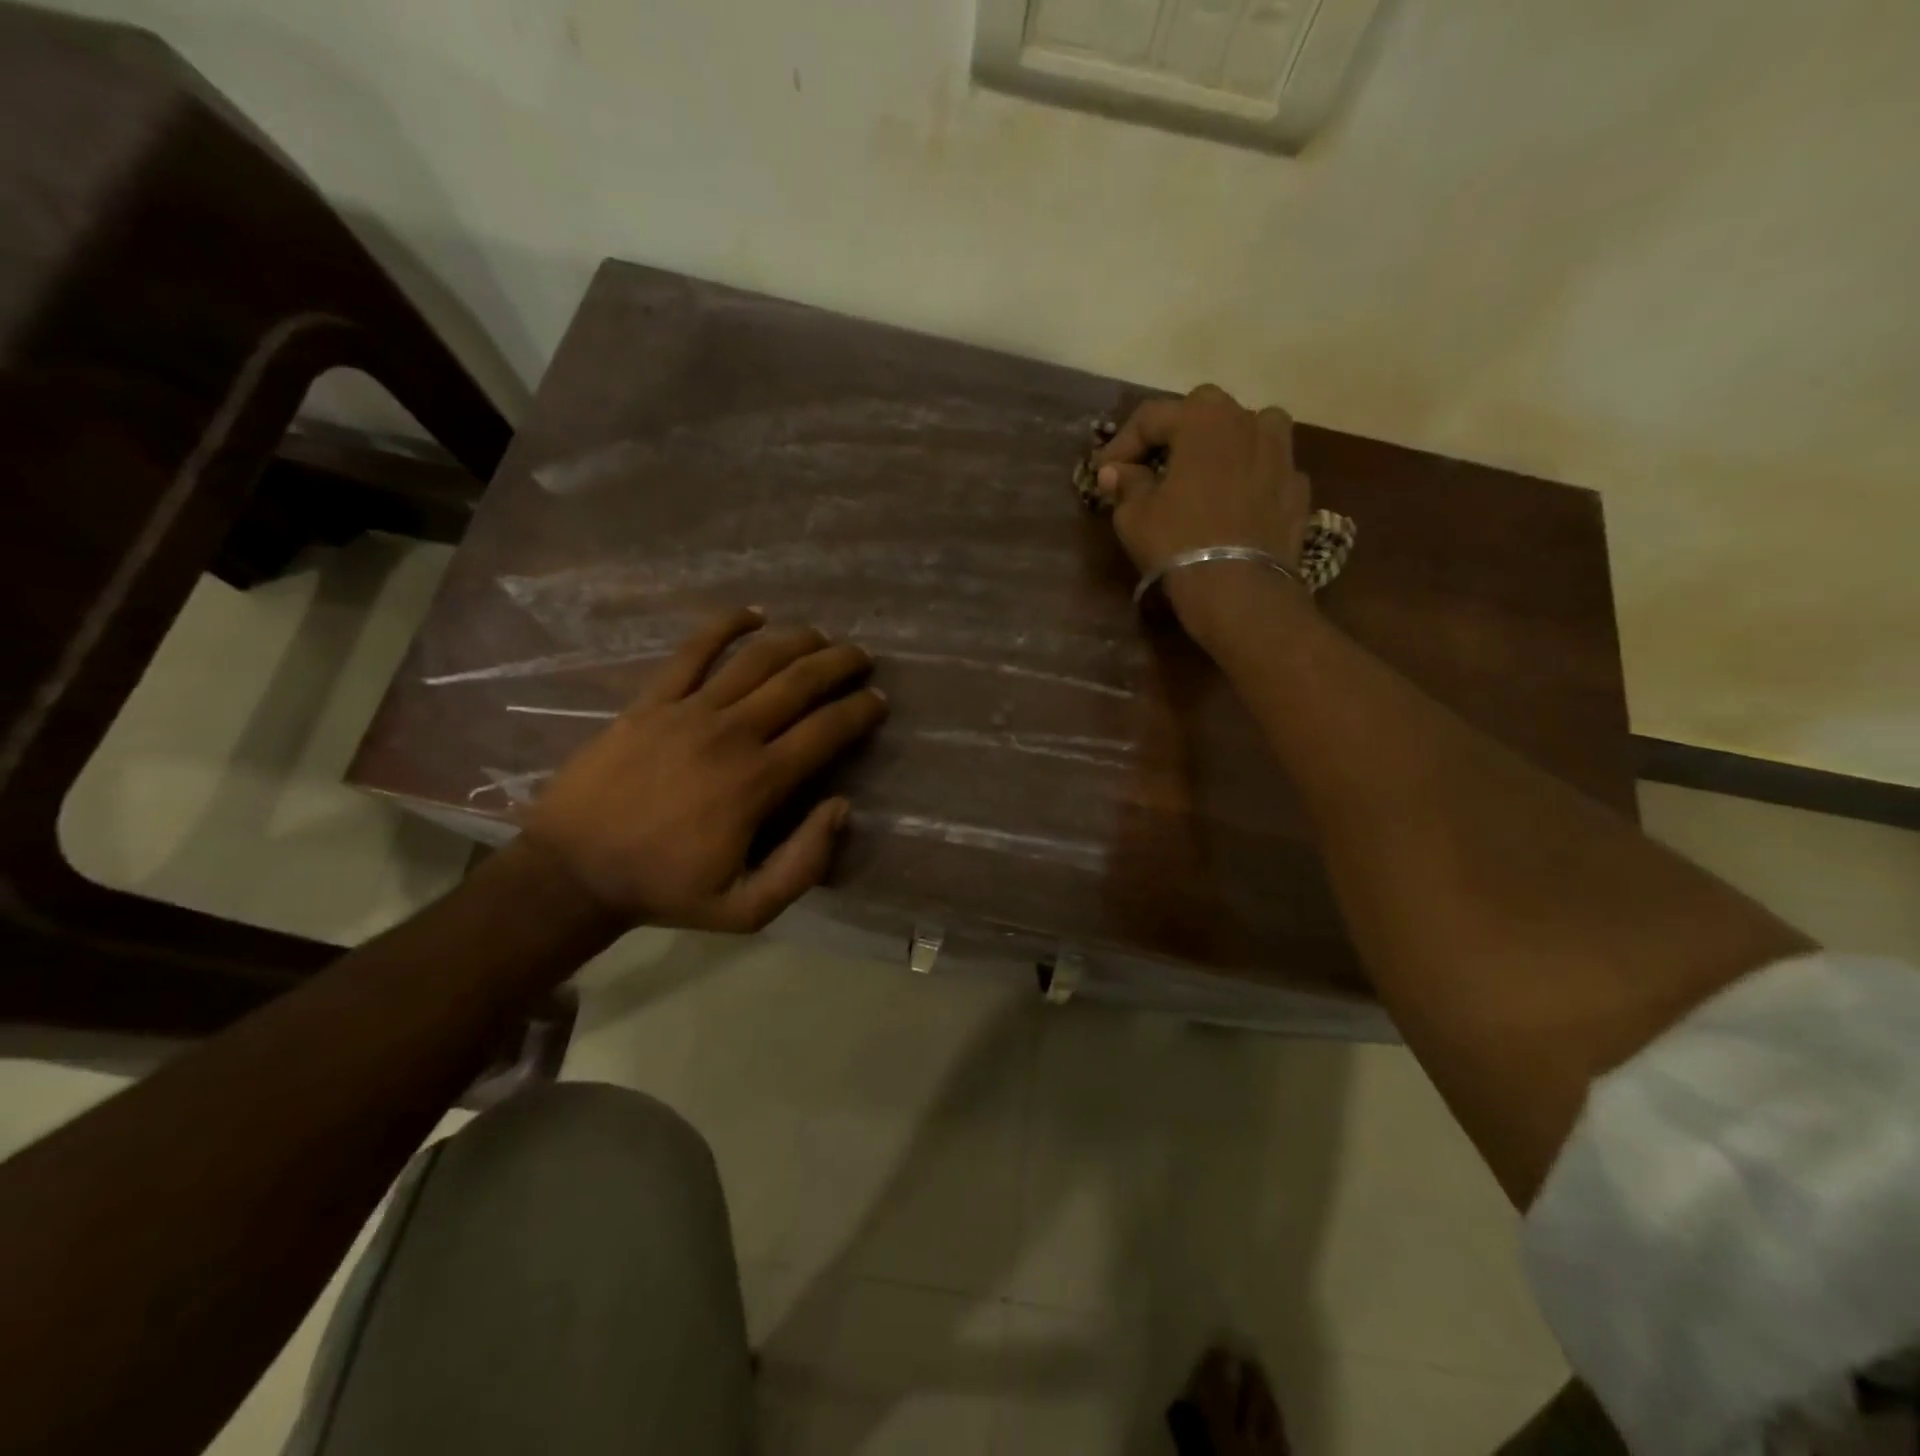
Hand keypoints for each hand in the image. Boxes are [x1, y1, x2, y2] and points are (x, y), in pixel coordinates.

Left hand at [520, 609, 887, 930]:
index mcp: (758, 781)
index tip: (879, 701)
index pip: (826, 731)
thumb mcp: (747, 908)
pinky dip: (725, 626)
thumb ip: (803, 863)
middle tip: (862, 657)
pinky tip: (752, 614)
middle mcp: (732, 733)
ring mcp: (688, 711)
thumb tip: (841, 806)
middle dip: (839, 665)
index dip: (860, 711)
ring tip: (821, 636)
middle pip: (798, 683)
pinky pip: (692, 652)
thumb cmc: (665, 889)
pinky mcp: (651, 702)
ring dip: (796, 641)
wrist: (573, 871)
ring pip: (755, 660)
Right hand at [1092, 384, 1312, 630]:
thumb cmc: (1178, 542)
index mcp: (1203, 419)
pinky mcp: (1298, 488)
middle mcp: (1248, 421)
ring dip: (1222, 446)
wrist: (1240, 589)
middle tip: (1152, 466)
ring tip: (1203, 475)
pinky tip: (1233, 504)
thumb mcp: (1134, 515)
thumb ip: (1125, 483)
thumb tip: (1115, 471)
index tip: (1104, 473)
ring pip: (1248, 432)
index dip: (1121, 443)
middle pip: (1203, 413)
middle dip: (1174, 435)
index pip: (1151, 417)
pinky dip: (1247, 479)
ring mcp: (1282, 453)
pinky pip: (1266, 470)